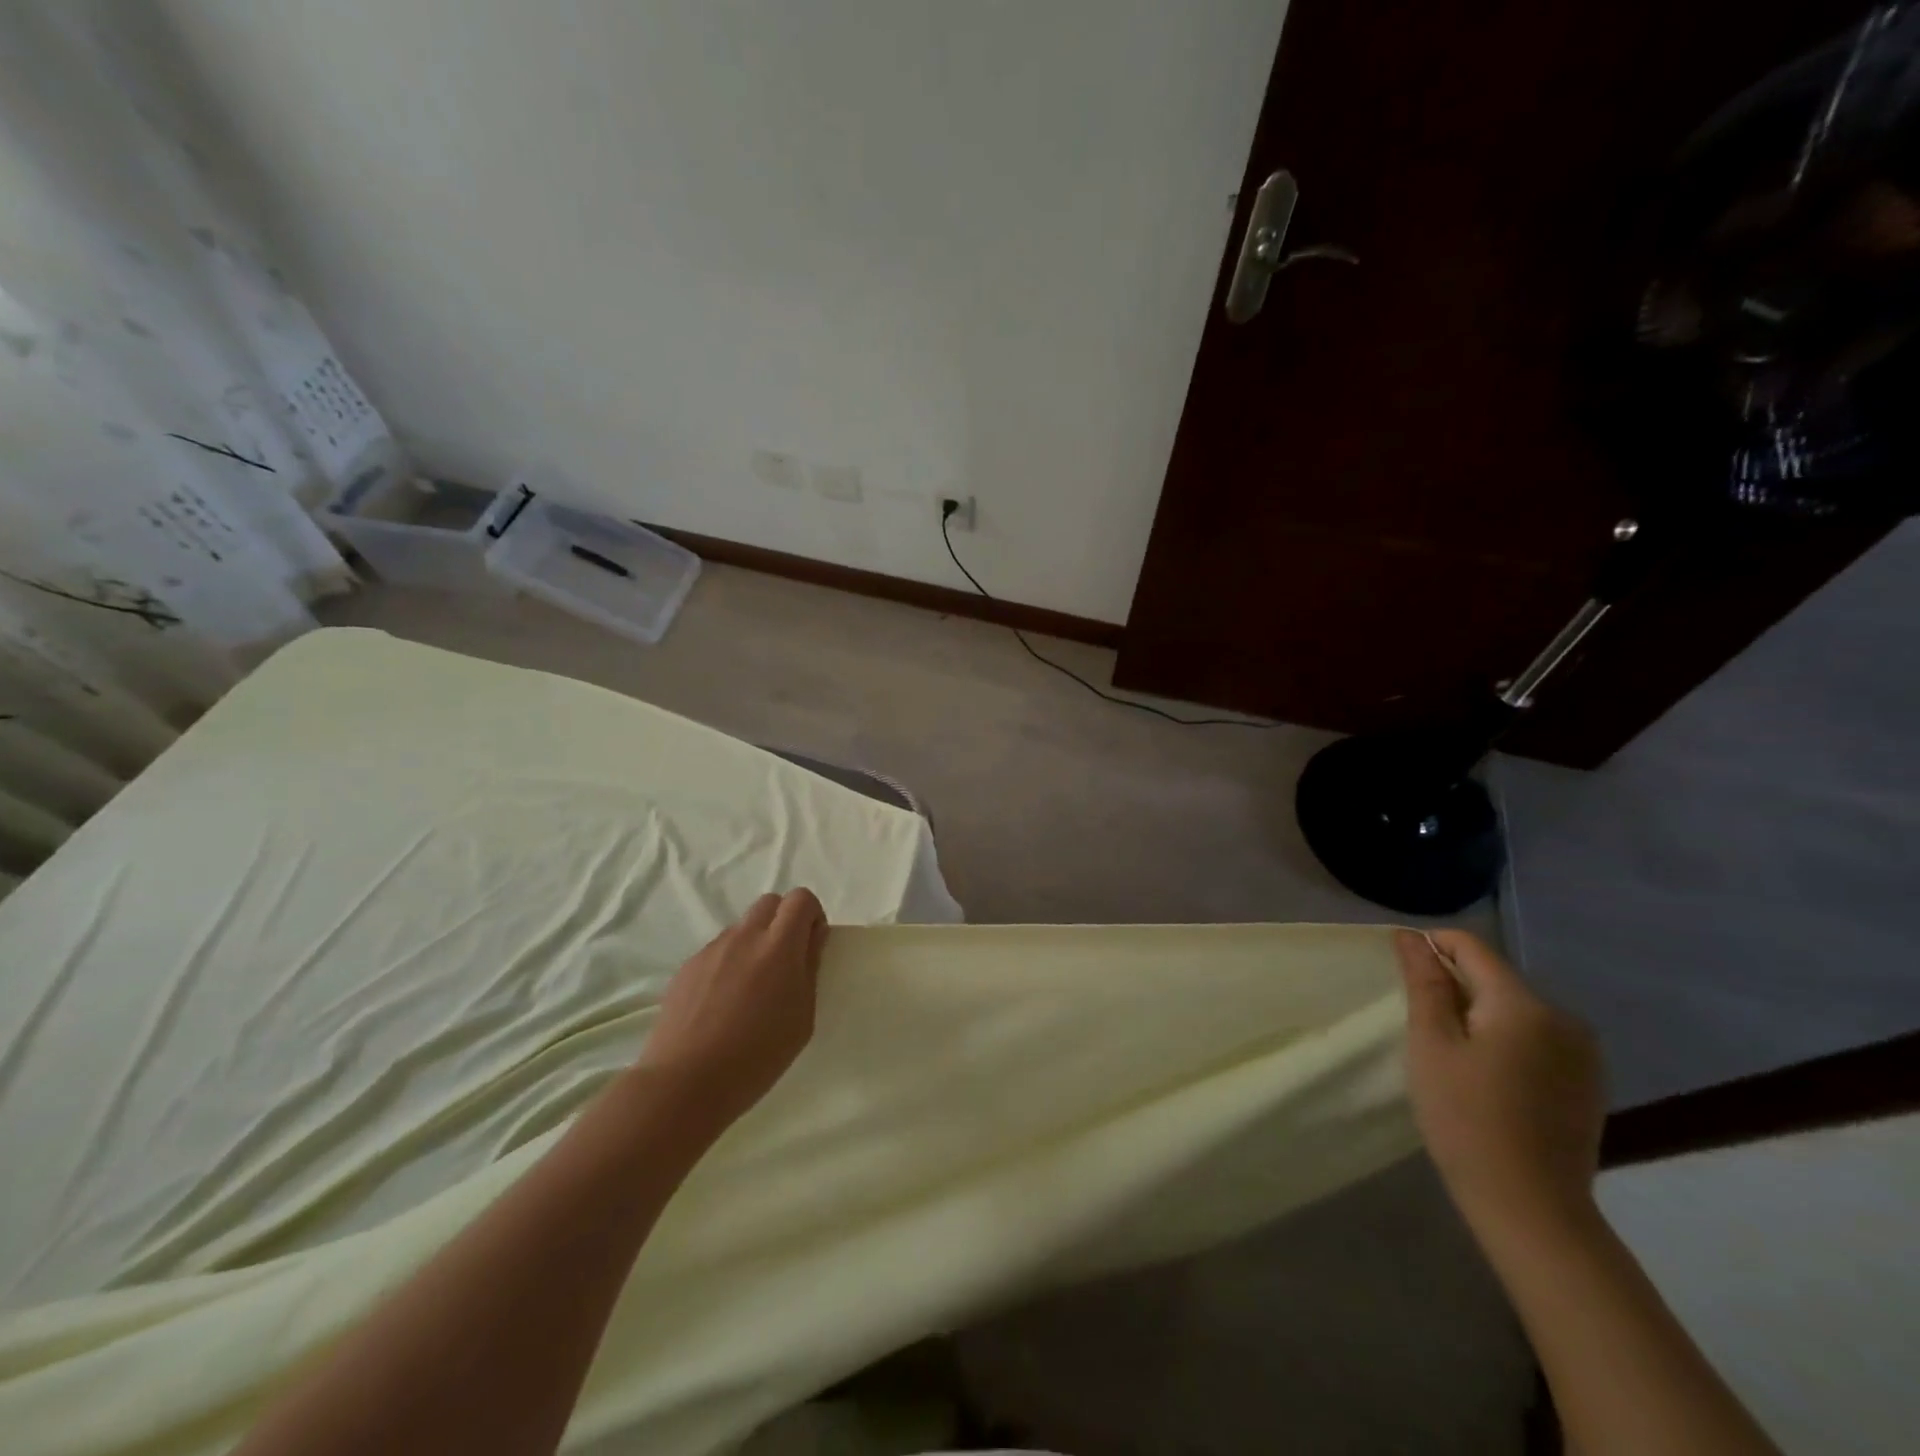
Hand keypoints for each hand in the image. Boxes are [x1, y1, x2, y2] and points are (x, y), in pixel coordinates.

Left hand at [638, 889, 827, 1134]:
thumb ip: (809, 969)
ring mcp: (712, 950)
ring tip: (750, 990)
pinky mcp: (687, 967)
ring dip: (754, 944)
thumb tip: (812, 939)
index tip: (811, 947)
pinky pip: (717, 951)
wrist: (686, 1082)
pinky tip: (722, 1005)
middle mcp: (744, 937)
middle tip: (785, 963)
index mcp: (779, 946)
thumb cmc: (757, 1056)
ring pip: (742, 927)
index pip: (801, 899)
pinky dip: (729, 964)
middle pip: (770, 903)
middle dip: (784, 922)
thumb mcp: (802, 1018)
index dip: (812, 916)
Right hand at [1395, 929, 1604, 1236]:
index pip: (1471, 947)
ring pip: (1515, 1009)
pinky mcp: (1587, 1082)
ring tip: (1450, 1052)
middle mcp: (1564, 1018)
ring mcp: (1583, 1053)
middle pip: (1495, 978)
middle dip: (1454, 986)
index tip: (1401, 968)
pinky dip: (1504, 1041)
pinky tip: (1486, 1077)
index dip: (1431, 946)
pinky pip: (1535, 1038)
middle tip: (1419, 1023)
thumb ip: (1425, 983)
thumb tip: (1411, 937)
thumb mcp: (1431, 1044)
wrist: (1531, 1208)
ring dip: (1478, 1015)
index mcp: (1524, 1004)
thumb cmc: (1465, 1117)